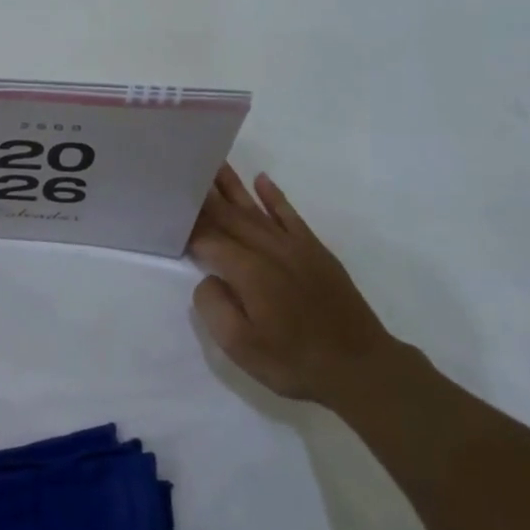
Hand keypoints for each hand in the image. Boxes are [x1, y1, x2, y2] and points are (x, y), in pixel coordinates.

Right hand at [189, 166, 402, 409]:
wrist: (361, 368)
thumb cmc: (295, 361)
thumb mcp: (242, 348)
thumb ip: (215, 307)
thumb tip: (209, 278)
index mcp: (248, 271)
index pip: (209, 239)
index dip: (187, 226)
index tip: (167, 209)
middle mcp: (269, 249)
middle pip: (230, 216)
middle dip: (204, 196)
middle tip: (183, 170)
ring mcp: (295, 246)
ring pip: (255, 208)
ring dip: (232, 185)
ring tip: (213, 161)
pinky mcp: (315, 251)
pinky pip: (289, 214)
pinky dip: (274, 196)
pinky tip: (260, 179)